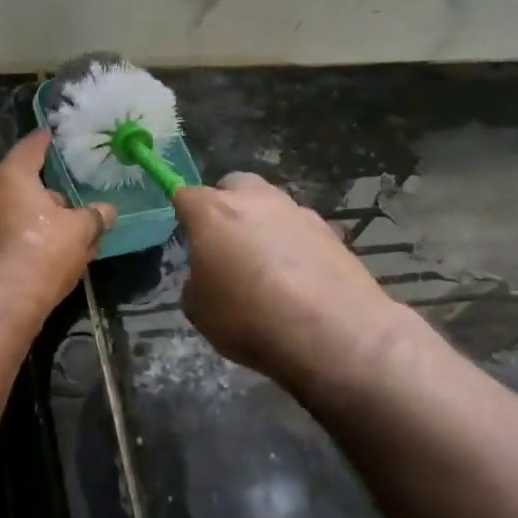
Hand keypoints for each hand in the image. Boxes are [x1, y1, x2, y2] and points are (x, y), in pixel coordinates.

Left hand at [0, 132, 115, 316]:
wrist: (2, 301)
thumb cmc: (42, 251)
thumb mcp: (80, 230)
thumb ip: (95, 216)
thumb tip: (108, 211)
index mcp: (10, 177)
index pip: (30, 148)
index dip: (44, 141)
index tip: (51, 135)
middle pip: (22, 184)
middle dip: (48, 194)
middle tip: (73, 203)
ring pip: (15, 213)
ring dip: (40, 220)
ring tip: (69, 236)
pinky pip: (7, 235)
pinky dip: (27, 239)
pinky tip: (50, 257)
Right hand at [173, 173, 410, 389]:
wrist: (333, 332)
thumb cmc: (250, 319)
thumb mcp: (199, 310)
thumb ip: (197, 281)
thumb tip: (209, 276)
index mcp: (214, 213)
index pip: (186, 195)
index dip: (183, 213)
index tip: (186, 235)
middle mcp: (256, 201)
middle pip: (234, 185)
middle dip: (226, 204)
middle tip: (225, 242)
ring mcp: (297, 212)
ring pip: (271, 205)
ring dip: (263, 224)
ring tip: (266, 265)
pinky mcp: (331, 232)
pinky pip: (300, 229)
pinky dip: (293, 244)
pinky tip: (298, 278)